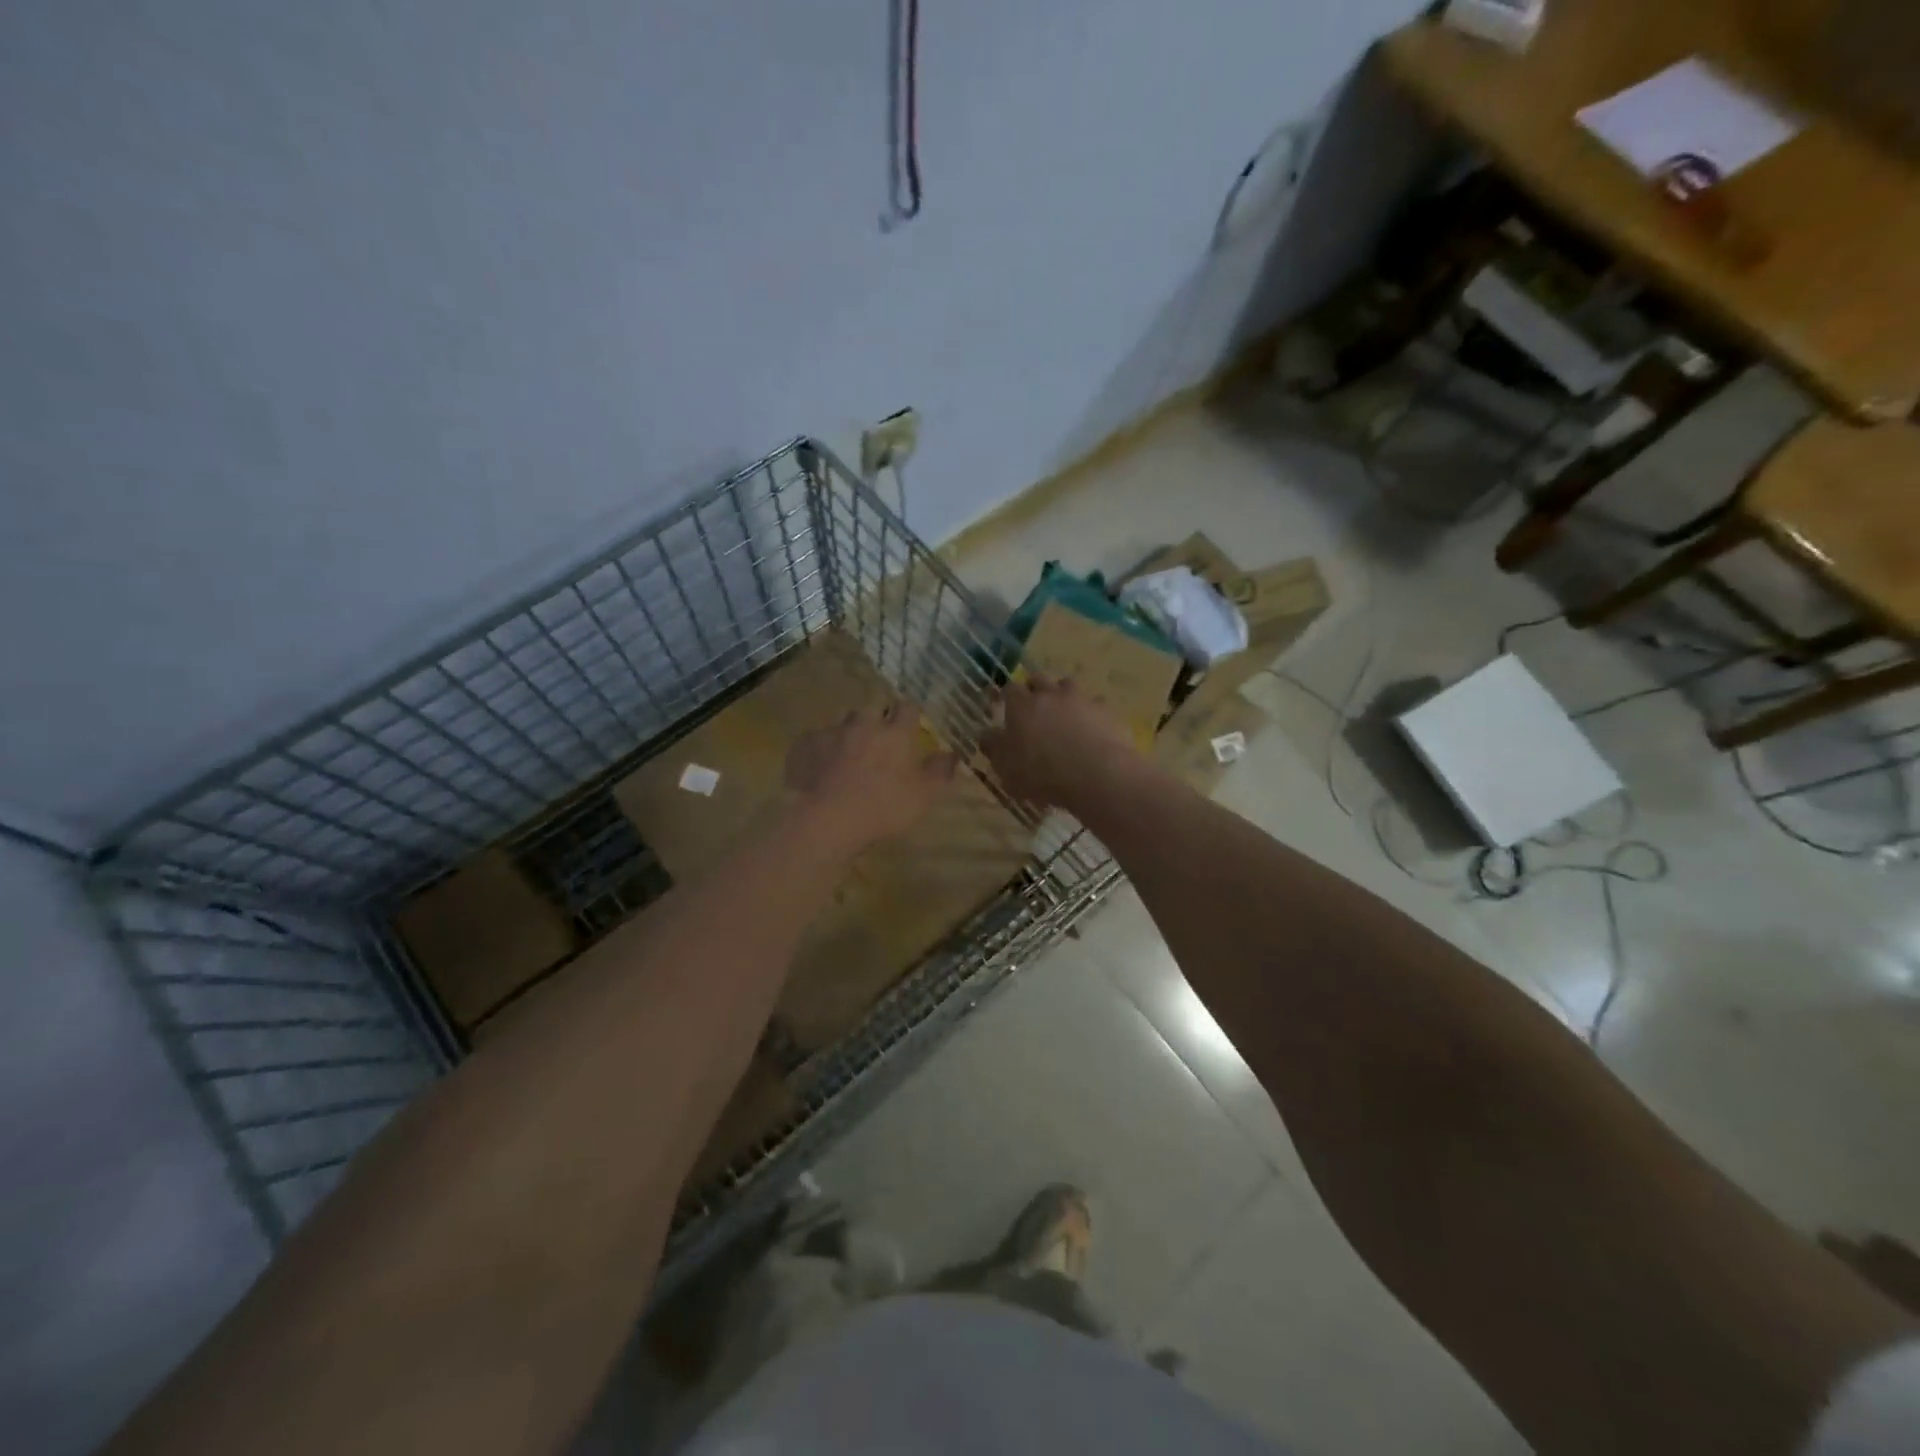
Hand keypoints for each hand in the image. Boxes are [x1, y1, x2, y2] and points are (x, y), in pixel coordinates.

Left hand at [785, 703, 957, 851]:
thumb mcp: (923, 796)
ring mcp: (831, 733)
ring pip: (842, 724)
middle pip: (871, 711)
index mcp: (895, 734)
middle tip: (877, 742)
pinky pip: (815, 740)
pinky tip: (820, 766)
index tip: (912, 724)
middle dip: (876, 721)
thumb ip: (940, 772)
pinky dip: (820, 749)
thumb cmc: (883, 808)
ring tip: (847, 754)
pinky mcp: (805, 746)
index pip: (908, 708)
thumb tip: (953, 754)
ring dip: (848, 734)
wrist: (827, 819)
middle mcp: (863, 725)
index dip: (910, 714)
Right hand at [981, 675, 1140, 811]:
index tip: (1008, 707)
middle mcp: (1049, 694)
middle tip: (1034, 706)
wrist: (1095, 775)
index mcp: (1021, 705)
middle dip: (1035, 688)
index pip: (1010, 689)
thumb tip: (986, 734)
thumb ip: (993, 747)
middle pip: (1039, 679)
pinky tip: (1092, 727)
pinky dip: (1090, 712)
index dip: (1008, 697)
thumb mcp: (1005, 768)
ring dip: (1063, 695)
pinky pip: (1095, 704)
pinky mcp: (1105, 710)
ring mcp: (1080, 699)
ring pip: (1068, 685)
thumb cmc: (1041, 773)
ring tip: (1064, 713)